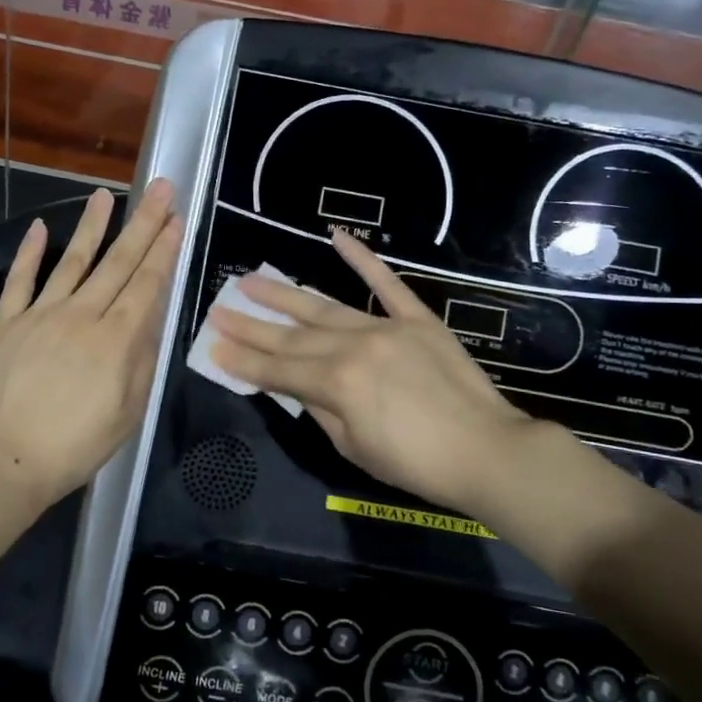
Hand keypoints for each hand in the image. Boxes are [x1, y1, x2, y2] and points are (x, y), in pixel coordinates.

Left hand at [0, 181, 181, 508]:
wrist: (3, 459)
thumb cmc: (75, 445)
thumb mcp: (129, 412)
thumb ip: (142, 360)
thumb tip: (150, 319)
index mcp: (116, 339)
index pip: (146, 283)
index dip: (163, 248)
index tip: (175, 218)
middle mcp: (82, 315)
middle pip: (117, 262)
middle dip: (142, 223)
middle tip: (158, 188)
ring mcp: (41, 314)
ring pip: (72, 260)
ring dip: (91, 225)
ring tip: (104, 194)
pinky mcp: (6, 323)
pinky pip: (19, 281)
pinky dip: (29, 253)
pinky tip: (38, 228)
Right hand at [210, 229, 559, 518]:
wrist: (488, 451)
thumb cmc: (417, 464)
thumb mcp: (354, 447)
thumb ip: (320, 411)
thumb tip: (299, 387)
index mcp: (336, 384)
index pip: (278, 369)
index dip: (243, 359)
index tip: (214, 345)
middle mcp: (353, 347)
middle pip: (292, 335)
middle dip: (251, 325)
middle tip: (218, 310)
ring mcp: (385, 328)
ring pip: (324, 307)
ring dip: (284, 295)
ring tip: (250, 280)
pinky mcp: (416, 319)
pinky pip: (386, 284)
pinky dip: (362, 259)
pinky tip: (336, 237)